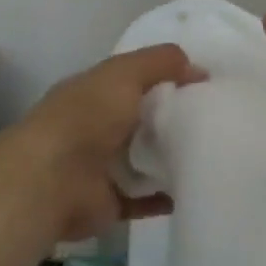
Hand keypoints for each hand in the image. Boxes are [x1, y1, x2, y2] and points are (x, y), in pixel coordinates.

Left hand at [10, 44, 205, 242]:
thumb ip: (160, 63)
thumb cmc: (86, 117)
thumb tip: (198, 69)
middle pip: (141, 119)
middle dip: (172, 118)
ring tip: (210, 153)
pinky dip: (164, 197)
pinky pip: (143, 199)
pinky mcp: (109, 202)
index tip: (205, 83)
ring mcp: (101, 167)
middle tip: (215, 119)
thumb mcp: (124, 73)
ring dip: (169, 158)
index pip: (134, 79)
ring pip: (143, 159)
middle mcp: (96, 127)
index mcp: (95, 92)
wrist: (50, 181)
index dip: (166, 77)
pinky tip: (192, 190)